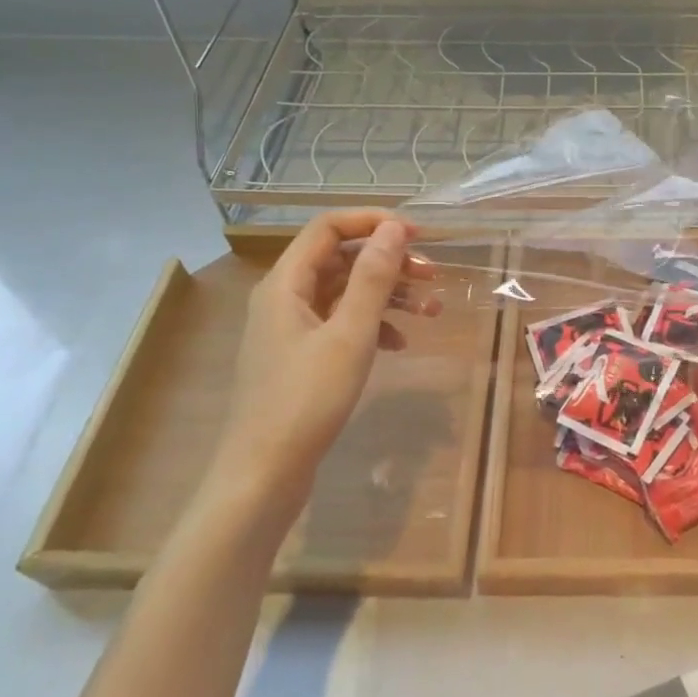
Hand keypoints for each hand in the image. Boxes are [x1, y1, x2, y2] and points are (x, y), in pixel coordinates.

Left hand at [214, 211, 436, 498]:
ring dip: (388, 295)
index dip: (374, 222)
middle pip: (341, 258)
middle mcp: (283, 296)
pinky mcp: (300, 356)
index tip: (418, 235)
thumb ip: (373, 277)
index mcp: (286, 282)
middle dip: (389, 262)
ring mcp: (290, 328)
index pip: (329, 227)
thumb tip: (394, 228)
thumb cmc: (307, 399)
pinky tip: (401, 343)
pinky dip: (373, 324)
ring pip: (345, 292)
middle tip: (432, 276)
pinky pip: (341, 323)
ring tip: (431, 311)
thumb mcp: (350, 333)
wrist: (265, 474)